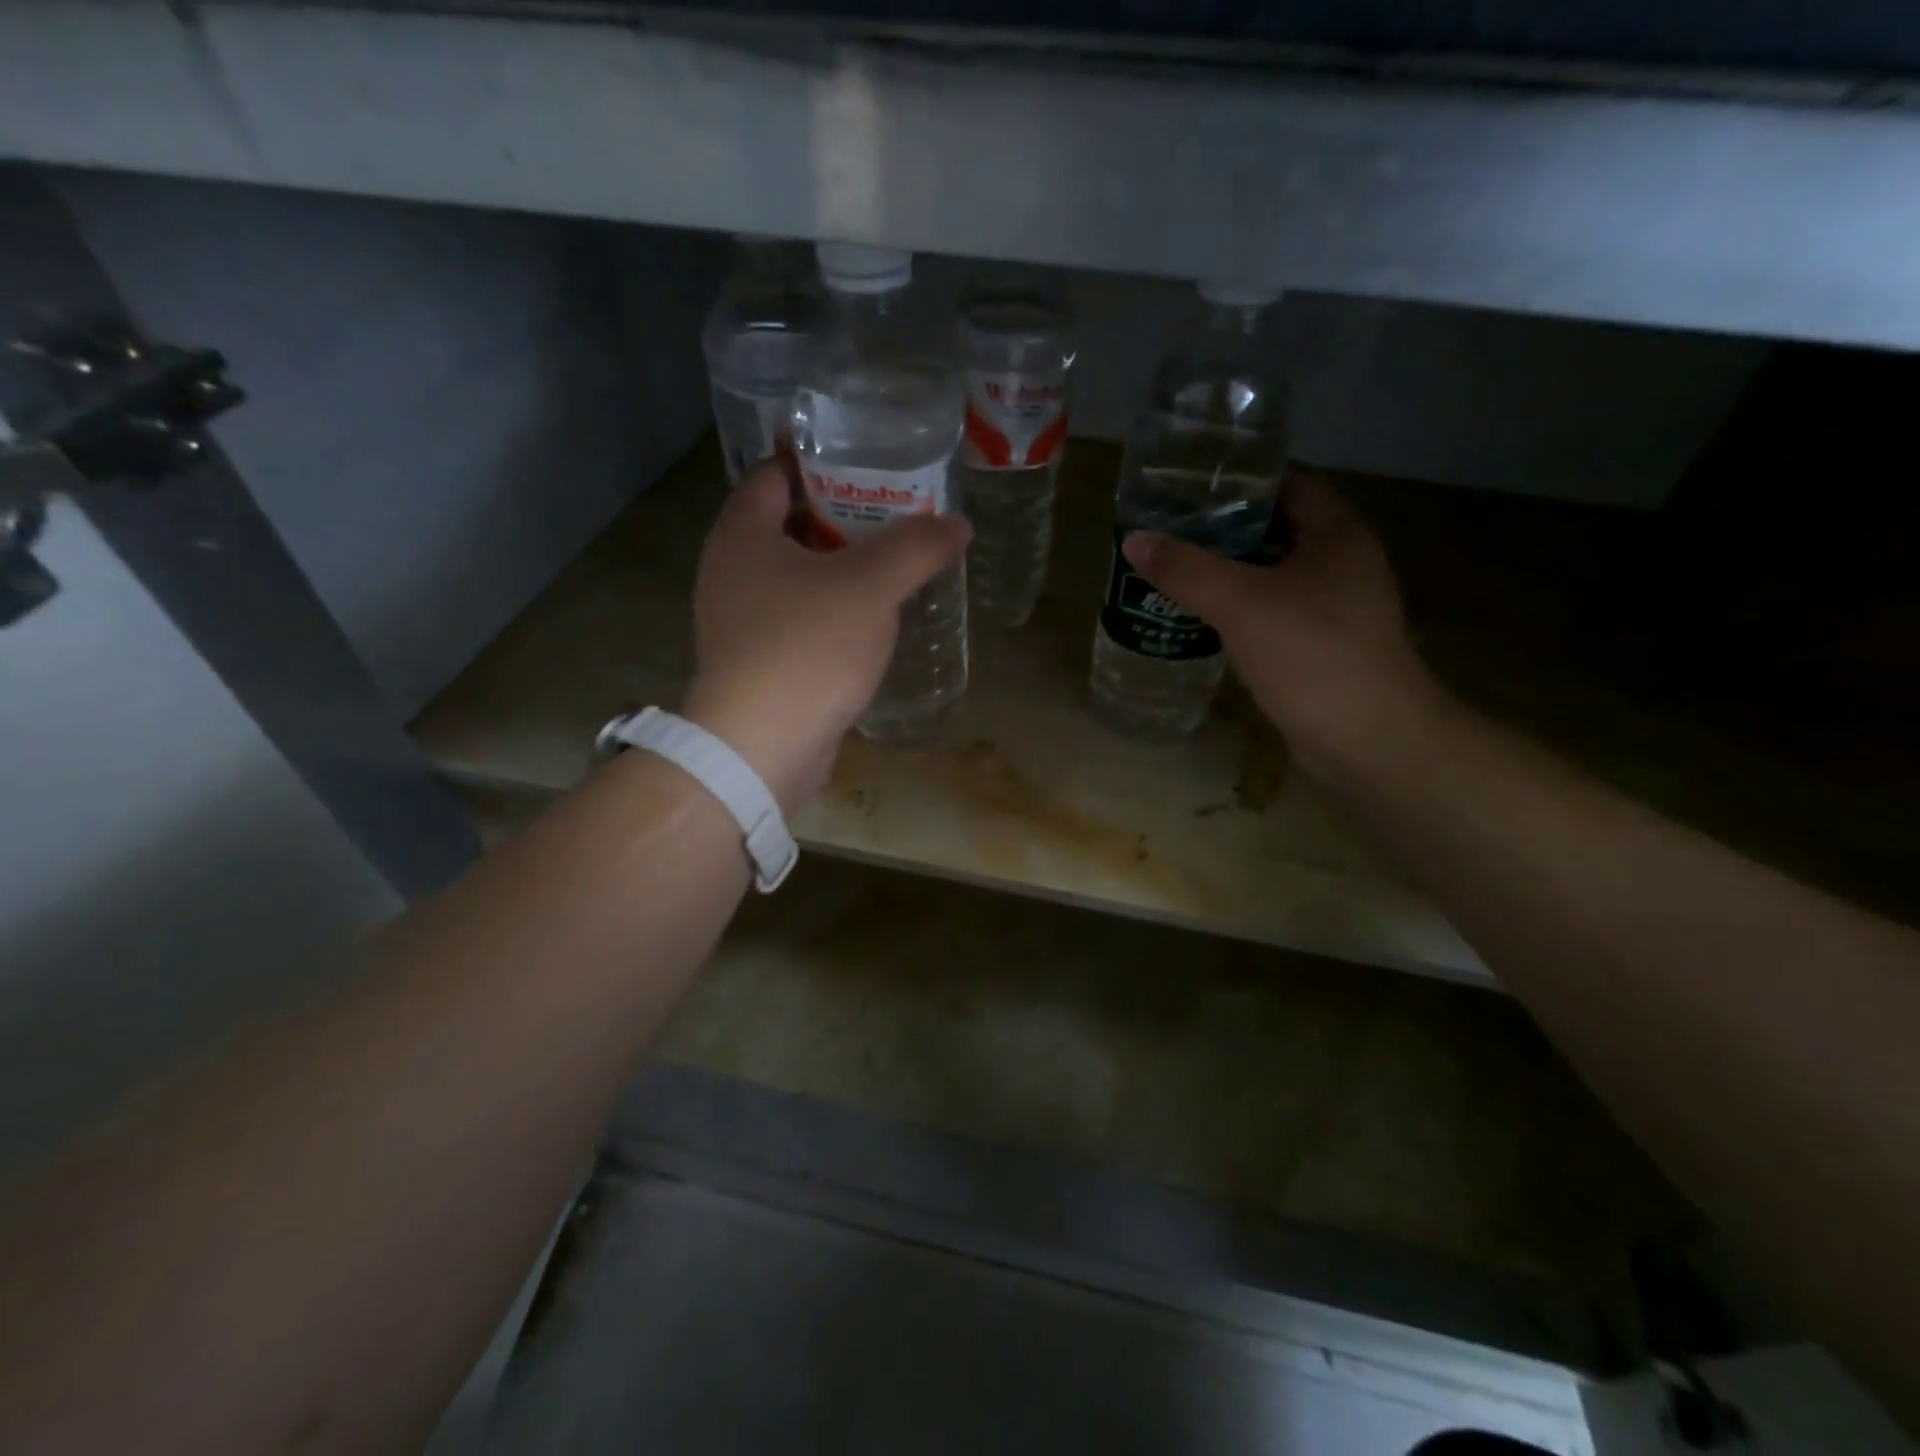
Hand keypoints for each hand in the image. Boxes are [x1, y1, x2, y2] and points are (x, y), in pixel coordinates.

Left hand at [682, 461, 971, 812]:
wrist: (761, 747)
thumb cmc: (807, 648)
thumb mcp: (871, 586)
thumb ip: (915, 548)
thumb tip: (957, 524)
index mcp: (742, 535)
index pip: (775, 474)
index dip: (819, 463)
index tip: (867, 463)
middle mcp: (730, 572)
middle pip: (788, 526)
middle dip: (840, 518)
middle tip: (895, 514)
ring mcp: (740, 622)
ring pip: (795, 578)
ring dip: (839, 570)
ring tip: (893, 564)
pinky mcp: (757, 664)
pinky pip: (798, 620)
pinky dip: (831, 612)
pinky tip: (872, 621)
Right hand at [1121, 469, 1436, 778]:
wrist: (1368, 740)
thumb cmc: (1312, 655)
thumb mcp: (1242, 603)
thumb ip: (1186, 569)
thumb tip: (1134, 540)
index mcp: (1336, 534)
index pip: (1289, 483)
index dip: (1241, 478)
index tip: (1190, 483)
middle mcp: (1341, 563)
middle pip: (1277, 529)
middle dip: (1225, 527)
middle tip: (1170, 527)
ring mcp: (1334, 608)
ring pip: (1273, 574)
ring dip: (1229, 571)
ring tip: (1175, 568)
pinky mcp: (1320, 647)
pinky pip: (1273, 613)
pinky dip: (1239, 609)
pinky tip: (1201, 617)